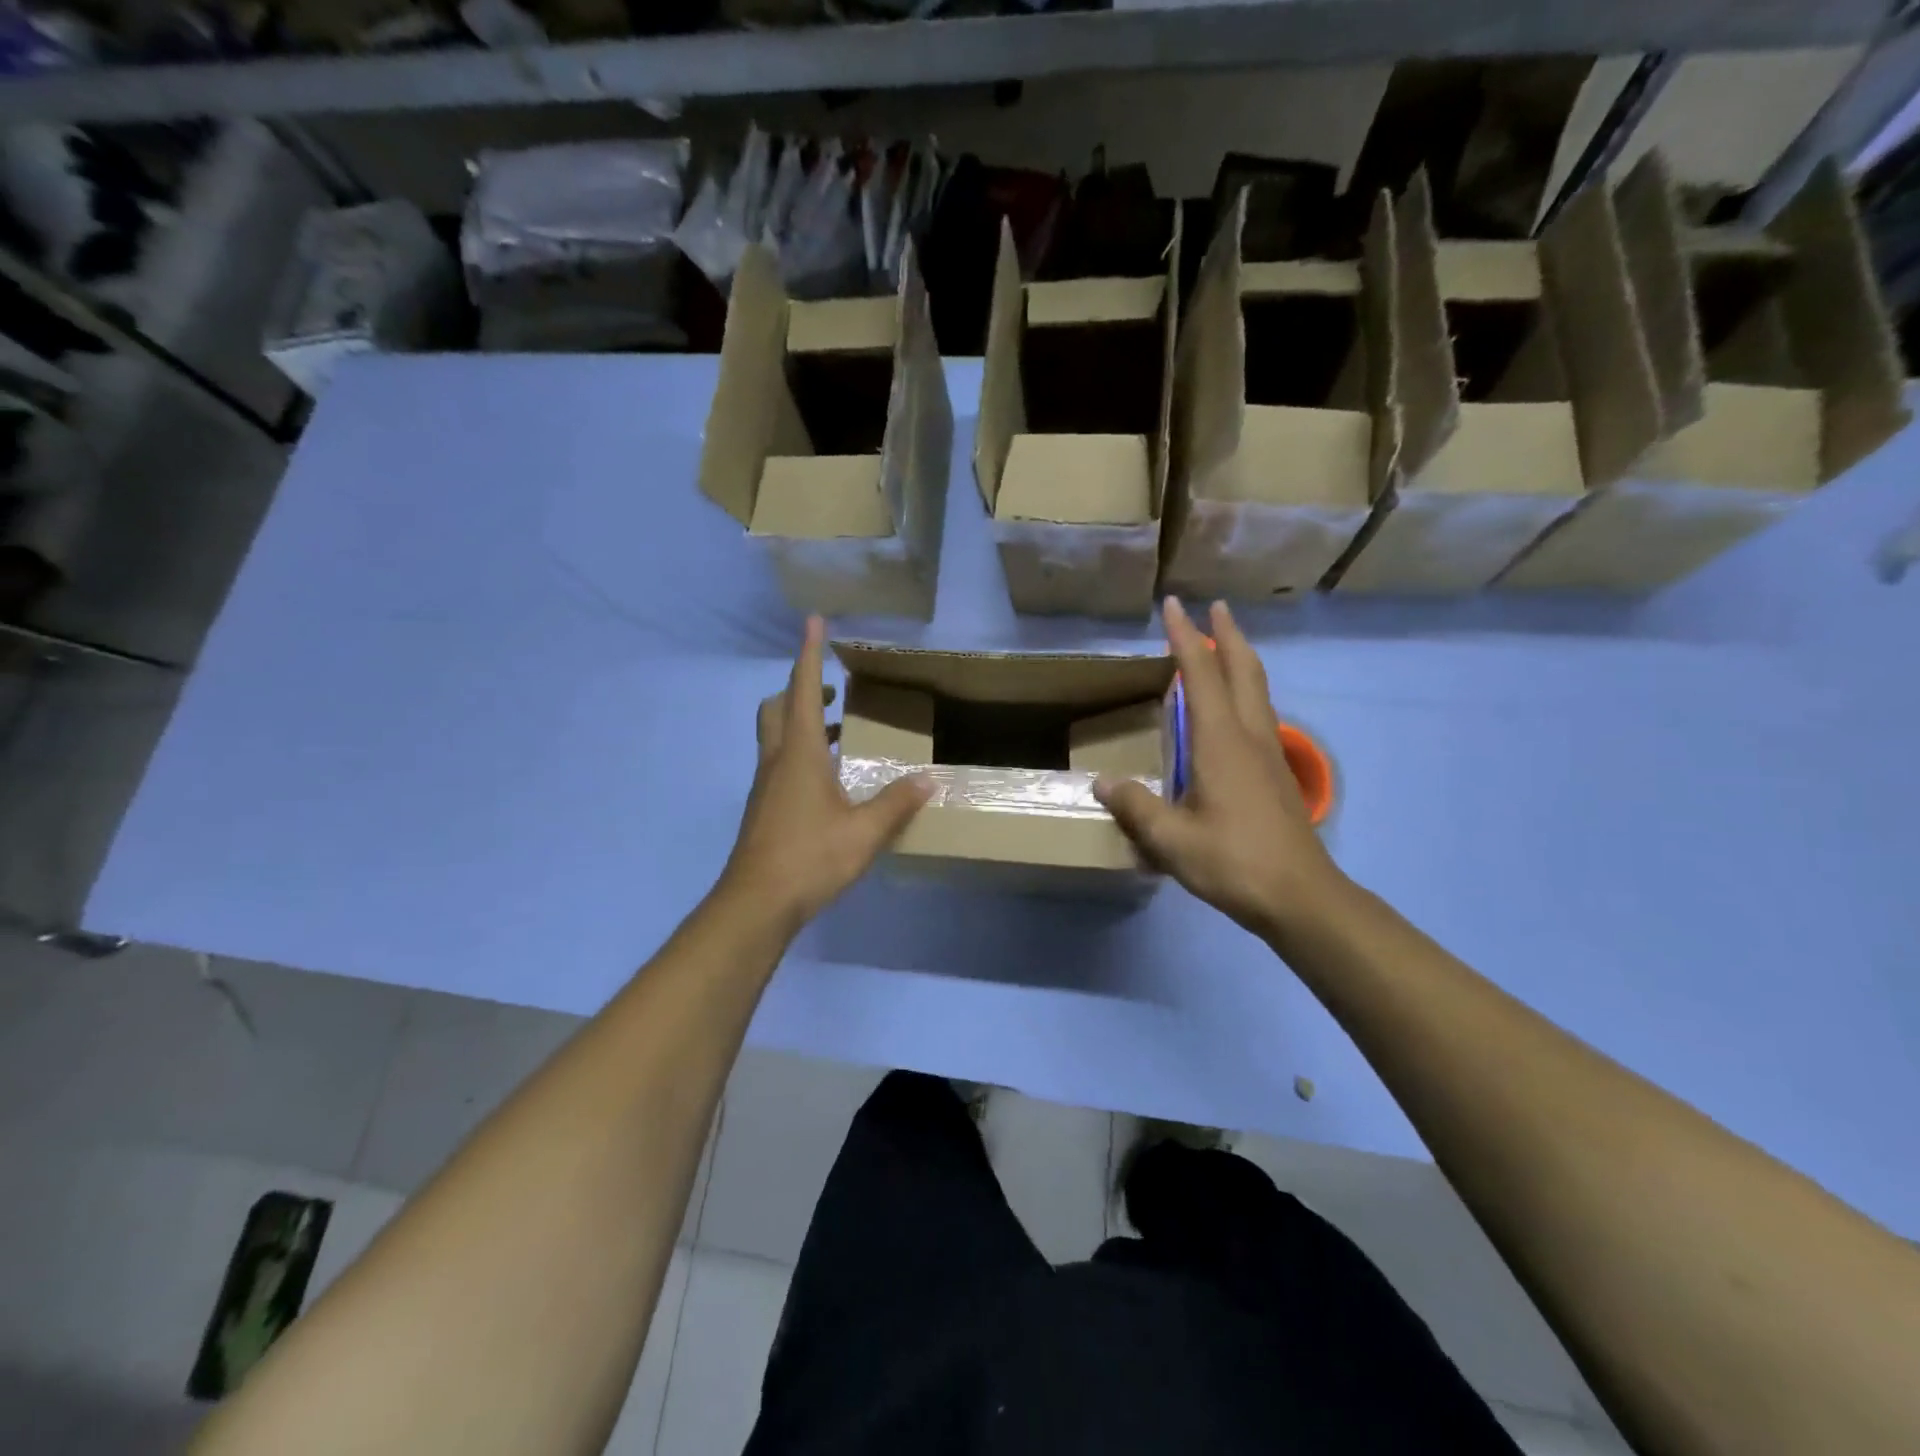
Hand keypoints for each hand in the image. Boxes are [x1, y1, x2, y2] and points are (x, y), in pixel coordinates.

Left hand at [720, 616, 930, 932]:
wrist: (756, 903)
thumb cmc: (809, 858)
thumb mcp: (864, 831)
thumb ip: (897, 803)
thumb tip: (929, 779)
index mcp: (799, 755)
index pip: (802, 690)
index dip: (809, 654)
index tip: (813, 621)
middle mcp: (777, 762)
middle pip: (777, 708)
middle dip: (799, 689)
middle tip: (829, 690)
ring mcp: (766, 787)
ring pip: (776, 737)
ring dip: (801, 722)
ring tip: (839, 731)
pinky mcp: (765, 809)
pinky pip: (781, 764)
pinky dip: (802, 753)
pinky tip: (828, 779)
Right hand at [1095, 598, 1345, 943]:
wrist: (1300, 896)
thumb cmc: (1233, 862)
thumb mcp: (1171, 840)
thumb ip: (1135, 807)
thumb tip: (1101, 782)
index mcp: (1220, 742)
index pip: (1202, 675)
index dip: (1185, 638)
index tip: (1173, 605)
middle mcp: (1249, 736)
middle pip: (1244, 671)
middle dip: (1227, 635)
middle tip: (1214, 607)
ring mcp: (1269, 754)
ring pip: (1258, 690)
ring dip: (1241, 660)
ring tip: (1224, 646)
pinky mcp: (1276, 773)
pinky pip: (1260, 713)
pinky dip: (1246, 691)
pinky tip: (1234, 710)